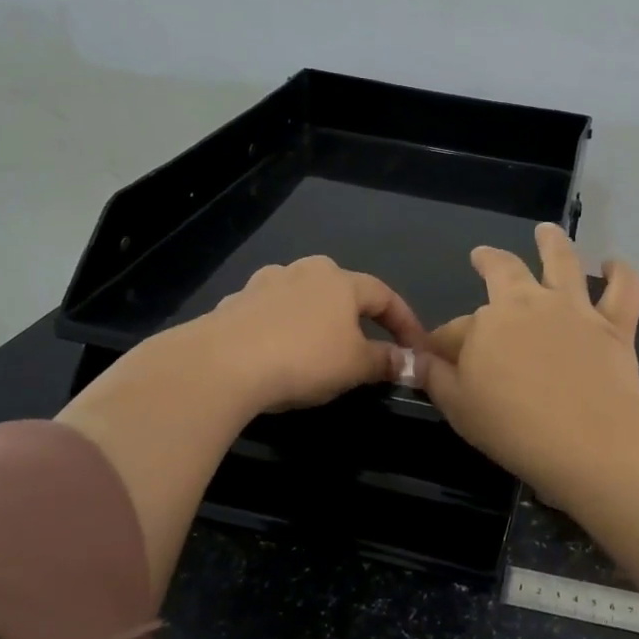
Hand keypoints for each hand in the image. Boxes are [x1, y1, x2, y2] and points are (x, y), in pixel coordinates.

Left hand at [207, 255, 427, 412]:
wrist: (222, 364)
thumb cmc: (304, 359)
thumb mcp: (355, 366)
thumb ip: (386, 361)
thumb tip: (410, 361)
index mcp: (341, 281)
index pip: (384, 295)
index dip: (404, 321)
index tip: (416, 347)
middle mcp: (305, 272)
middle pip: (341, 288)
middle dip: (357, 314)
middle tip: (365, 340)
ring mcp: (265, 283)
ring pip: (301, 297)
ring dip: (315, 318)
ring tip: (318, 345)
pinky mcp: (234, 303)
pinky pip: (268, 313)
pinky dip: (280, 328)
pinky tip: (275, 352)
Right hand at [419, 226, 638, 600]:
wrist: (589, 439)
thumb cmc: (514, 428)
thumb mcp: (458, 408)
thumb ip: (437, 379)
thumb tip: (417, 359)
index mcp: (486, 324)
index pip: (456, 330)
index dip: (444, 343)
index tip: (437, 357)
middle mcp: (528, 304)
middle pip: (504, 271)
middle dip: (489, 261)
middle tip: (482, 256)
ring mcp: (574, 309)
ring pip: (562, 262)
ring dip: (552, 242)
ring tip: (547, 230)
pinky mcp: (614, 324)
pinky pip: (622, 289)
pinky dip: (620, 273)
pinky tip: (613, 264)